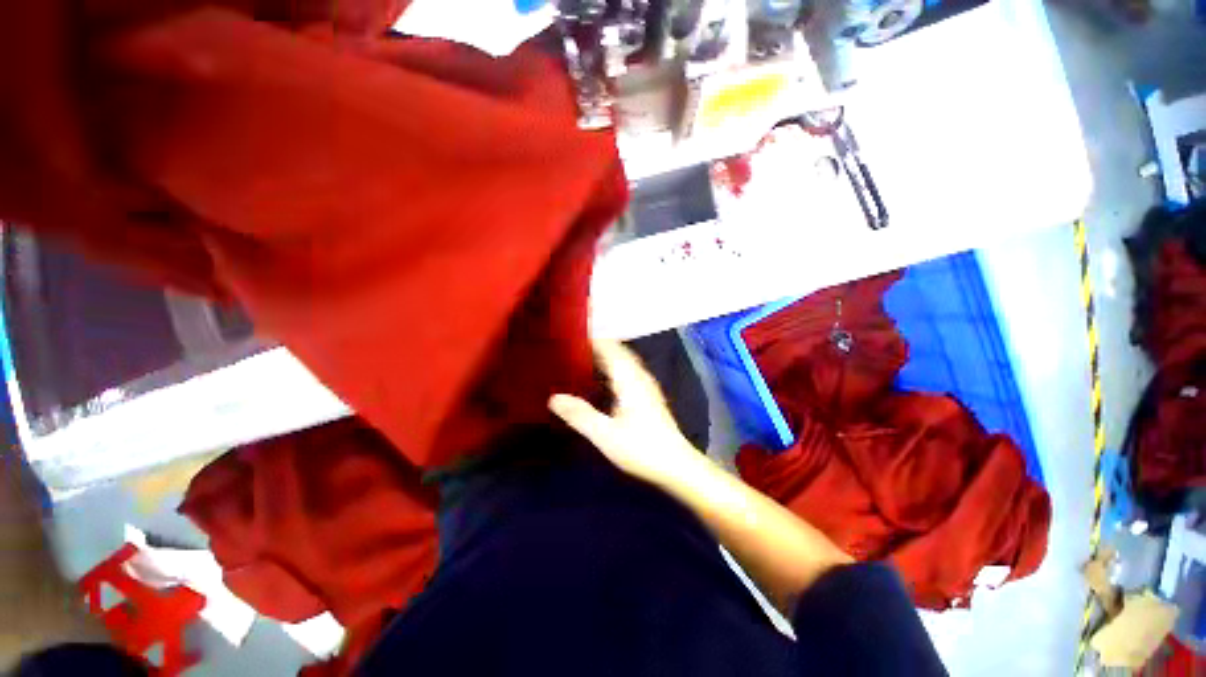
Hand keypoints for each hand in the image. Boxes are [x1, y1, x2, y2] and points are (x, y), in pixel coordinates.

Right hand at [548, 340, 703, 486]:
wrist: (676, 465)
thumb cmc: (641, 448)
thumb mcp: (605, 435)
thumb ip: (580, 415)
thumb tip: (553, 397)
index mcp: (629, 379)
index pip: (609, 348)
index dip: (592, 338)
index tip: (571, 334)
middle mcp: (639, 375)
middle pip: (618, 351)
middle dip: (597, 344)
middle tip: (572, 344)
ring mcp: (646, 384)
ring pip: (624, 360)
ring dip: (606, 354)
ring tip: (583, 355)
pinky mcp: (648, 395)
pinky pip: (628, 370)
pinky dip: (613, 366)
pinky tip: (603, 377)